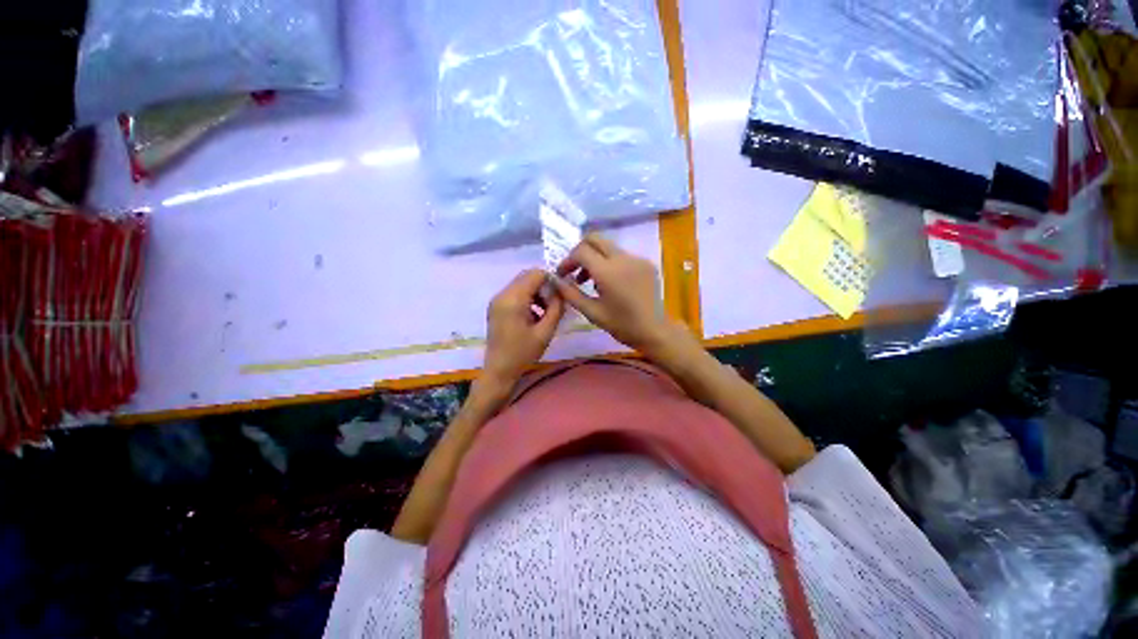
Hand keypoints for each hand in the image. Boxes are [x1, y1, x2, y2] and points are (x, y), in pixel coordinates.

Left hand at [481, 269, 564, 392]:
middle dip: (544, 286)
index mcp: (513, 299)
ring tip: (546, 312)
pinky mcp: (496, 307)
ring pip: (521, 284)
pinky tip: (535, 316)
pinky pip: (514, 294)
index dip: (551, 280)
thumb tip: (563, 290)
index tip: (561, 295)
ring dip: (536, 293)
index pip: (535, 274)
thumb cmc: (523, 353)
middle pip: (527, 277)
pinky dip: (527, 298)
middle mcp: (502, 294)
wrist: (499, 371)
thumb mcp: (545, 331)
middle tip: (554, 304)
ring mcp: (497, 300)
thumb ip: (556, 307)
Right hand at [553, 234, 679, 355]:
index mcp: (608, 271)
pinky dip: (609, 264)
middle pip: (595, 239)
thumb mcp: (592, 312)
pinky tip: (610, 284)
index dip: (567, 260)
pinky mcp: (646, 263)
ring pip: (608, 247)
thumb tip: (556, 280)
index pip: (581, 251)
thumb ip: (571, 293)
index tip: (562, 275)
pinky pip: (621, 256)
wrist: (656, 331)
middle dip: (580, 252)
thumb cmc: (622, 325)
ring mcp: (637, 259)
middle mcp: (623, 258)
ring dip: (594, 258)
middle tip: (574, 271)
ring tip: (590, 282)